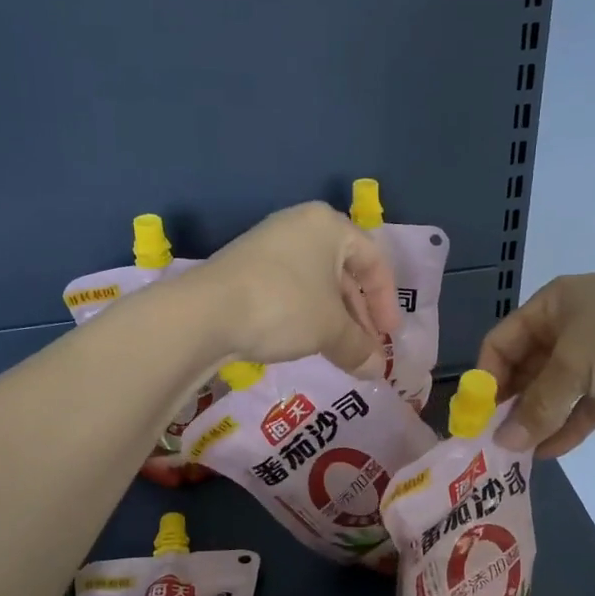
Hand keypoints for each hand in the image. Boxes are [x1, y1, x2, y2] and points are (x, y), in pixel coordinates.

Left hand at [194, 202, 402, 370]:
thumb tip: (378, 370)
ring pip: (316, 283)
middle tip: (366, 348)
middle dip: (359, 315)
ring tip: (340, 351)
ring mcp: (268, 245)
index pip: (374, 260)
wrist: (206, 312)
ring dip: (334, 319)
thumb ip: (360, 347)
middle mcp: (299, 226)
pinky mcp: (245, 268)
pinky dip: (305, 315)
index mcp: (328, 225)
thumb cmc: (284, 306)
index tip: (388, 336)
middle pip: (344, 272)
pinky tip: (306, 342)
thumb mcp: (331, 329)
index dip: (387, 302)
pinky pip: (290, 289)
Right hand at [478, 270, 594, 455]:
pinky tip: (550, 452)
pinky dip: (569, 425)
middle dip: (512, 404)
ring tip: (518, 454)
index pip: (501, 342)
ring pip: (558, 389)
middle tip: (495, 442)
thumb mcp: (575, 366)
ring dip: (539, 419)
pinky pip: (587, 404)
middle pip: (528, 367)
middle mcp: (571, 324)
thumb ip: (537, 407)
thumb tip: (502, 442)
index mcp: (552, 305)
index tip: (476, 417)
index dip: (485, 379)